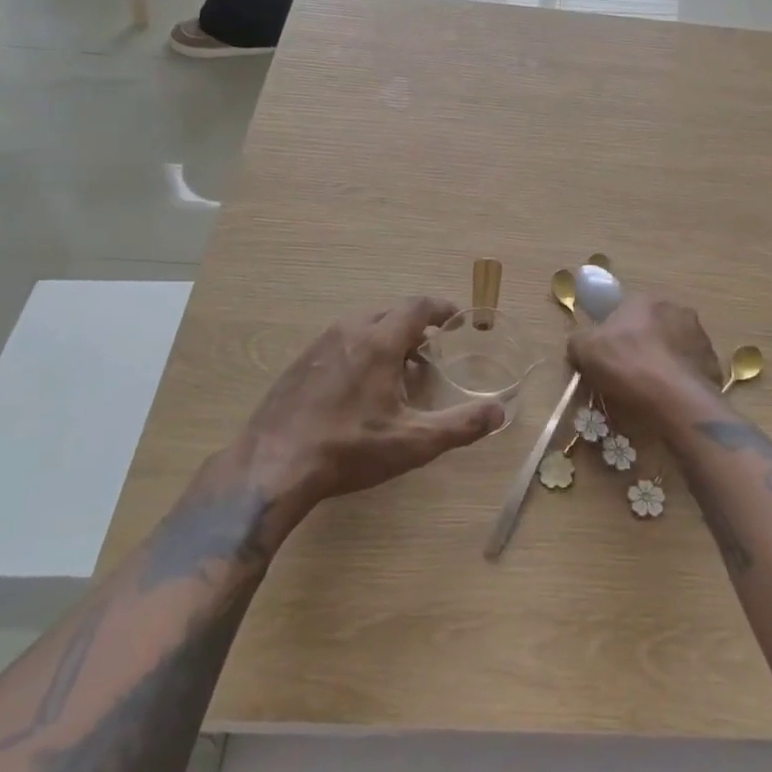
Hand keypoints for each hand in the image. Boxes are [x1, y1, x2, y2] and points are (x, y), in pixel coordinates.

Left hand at [240, 297, 503, 508]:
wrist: (272, 465)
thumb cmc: (349, 449)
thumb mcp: (413, 443)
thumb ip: (460, 425)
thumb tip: (499, 411)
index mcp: (379, 341)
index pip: (417, 306)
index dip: (441, 308)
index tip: (457, 318)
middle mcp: (349, 331)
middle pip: (390, 310)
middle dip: (416, 322)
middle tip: (432, 347)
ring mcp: (320, 344)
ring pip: (363, 323)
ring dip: (387, 334)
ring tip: (400, 366)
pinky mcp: (300, 362)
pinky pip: (341, 340)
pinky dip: (362, 347)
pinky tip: (360, 384)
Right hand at [567, 294, 721, 432]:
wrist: (675, 400)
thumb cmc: (626, 364)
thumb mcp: (584, 349)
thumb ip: (579, 340)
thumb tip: (581, 344)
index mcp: (646, 300)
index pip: (626, 311)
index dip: (615, 333)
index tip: (608, 356)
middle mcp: (678, 310)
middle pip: (653, 328)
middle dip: (643, 346)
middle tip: (628, 374)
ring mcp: (701, 337)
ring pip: (674, 349)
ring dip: (664, 363)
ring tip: (650, 392)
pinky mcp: (714, 365)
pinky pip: (690, 371)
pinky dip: (680, 382)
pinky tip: (669, 401)